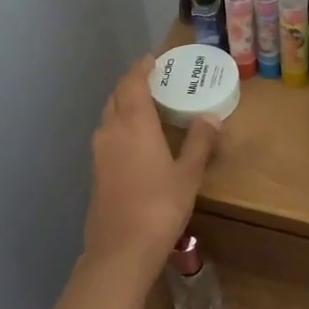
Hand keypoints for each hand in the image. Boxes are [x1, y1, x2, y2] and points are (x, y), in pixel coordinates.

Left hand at [83, 55, 221, 269]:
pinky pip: (107, 136)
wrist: (121, 249)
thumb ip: (200, 142)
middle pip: (116, 96)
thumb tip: (212, 117)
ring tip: (147, 106)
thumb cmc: (160, 206)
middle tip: (154, 81)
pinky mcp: (95, 172)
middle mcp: (111, 131)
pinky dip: (120, 126)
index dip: (142, 67)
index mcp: (133, 123)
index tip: (153, 58)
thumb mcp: (188, 174)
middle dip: (132, 84)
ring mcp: (99, 152)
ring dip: (124, 105)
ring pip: (109, 116)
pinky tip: (136, 140)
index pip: (132, 82)